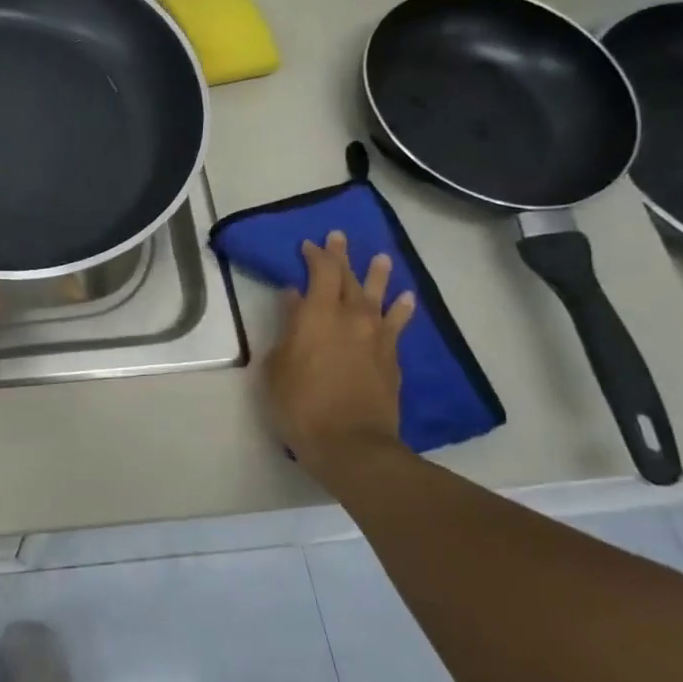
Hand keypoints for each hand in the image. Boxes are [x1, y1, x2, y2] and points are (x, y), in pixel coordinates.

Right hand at [263, 234, 416, 472]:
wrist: (351, 443)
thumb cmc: (300, 404)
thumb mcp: (276, 366)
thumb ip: (286, 329)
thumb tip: (294, 301)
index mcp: (316, 315)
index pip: (320, 272)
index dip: (315, 255)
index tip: (309, 245)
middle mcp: (350, 317)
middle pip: (348, 278)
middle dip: (342, 256)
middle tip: (340, 237)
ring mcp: (375, 337)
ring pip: (378, 296)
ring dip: (378, 275)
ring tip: (382, 258)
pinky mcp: (391, 358)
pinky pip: (397, 324)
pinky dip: (401, 309)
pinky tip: (406, 299)